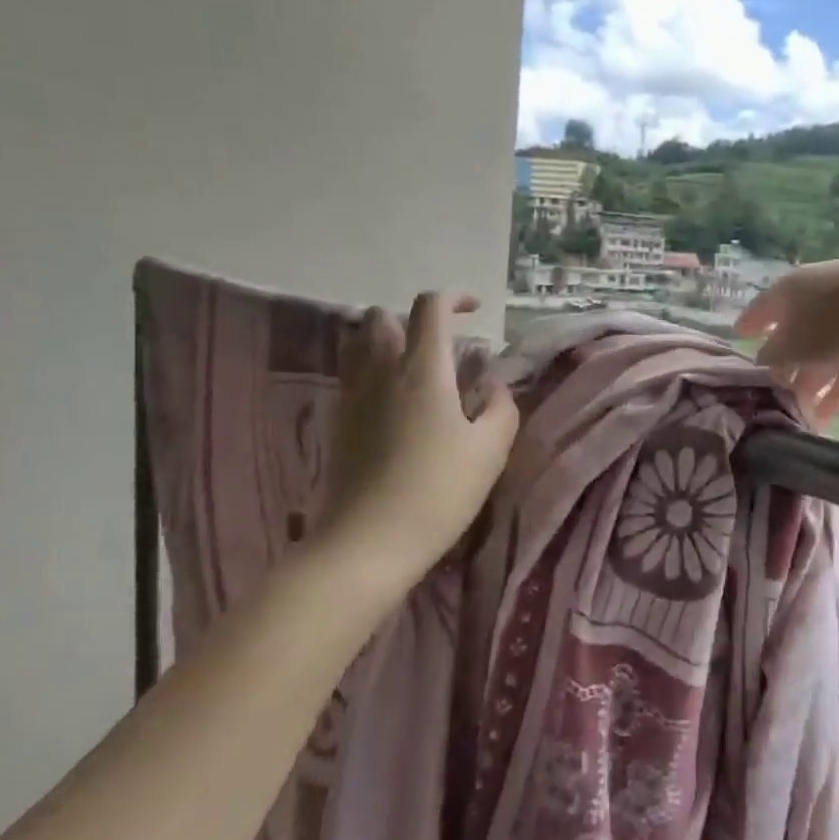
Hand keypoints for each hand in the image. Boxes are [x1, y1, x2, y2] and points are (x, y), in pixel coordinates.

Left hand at [324, 292, 518, 574]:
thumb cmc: (438, 491)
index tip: (475, 310)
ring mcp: (353, 396)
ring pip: (359, 344)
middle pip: (382, 317)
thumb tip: (494, 387)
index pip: (430, 307)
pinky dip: (373, 373)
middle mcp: (381, 371)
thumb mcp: (490, 450)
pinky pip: (352, 376)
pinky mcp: (338, 422)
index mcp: (422, 369)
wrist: (369, 541)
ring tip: (415, 370)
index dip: (454, 298)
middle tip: (442, 347)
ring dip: (386, 342)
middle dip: (412, 320)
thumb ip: (500, 408)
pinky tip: (396, 406)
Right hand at [736, 259, 838, 425]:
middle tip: (766, 399)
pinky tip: (824, 421)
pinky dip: (835, 393)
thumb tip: (763, 365)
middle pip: (793, 337)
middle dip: (781, 369)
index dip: (749, 324)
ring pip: (821, 357)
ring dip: (808, 388)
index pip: (763, 307)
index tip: (737, 339)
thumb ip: (772, 358)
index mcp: (793, 289)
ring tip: (795, 421)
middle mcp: (820, 299)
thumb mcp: (795, 345)